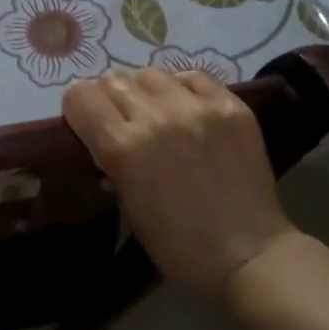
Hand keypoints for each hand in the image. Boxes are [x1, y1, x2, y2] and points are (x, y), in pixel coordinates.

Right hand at [62, 69, 298, 301]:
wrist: (249, 254)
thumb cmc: (179, 244)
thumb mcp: (128, 206)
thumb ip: (112, 162)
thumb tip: (104, 137)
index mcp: (123, 148)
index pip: (80, 96)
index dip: (79, 109)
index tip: (87, 124)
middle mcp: (156, 117)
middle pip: (113, 81)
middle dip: (110, 100)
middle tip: (123, 122)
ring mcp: (197, 108)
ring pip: (151, 74)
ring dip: (145, 92)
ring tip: (157, 113)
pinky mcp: (231, 106)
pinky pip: (193, 76)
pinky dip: (183, 88)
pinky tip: (188, 109)